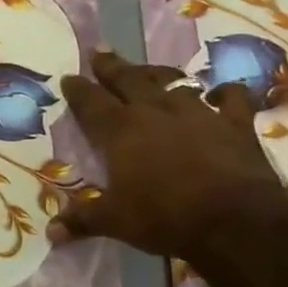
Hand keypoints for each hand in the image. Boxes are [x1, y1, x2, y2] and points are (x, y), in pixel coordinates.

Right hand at [49, 49, 287, 261]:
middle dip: (111, 67)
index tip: (68, 77)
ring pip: (173, 83)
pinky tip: (218, 94)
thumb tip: (51, 233)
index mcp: (120, 131)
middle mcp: (156, 112)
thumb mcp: (114, 221)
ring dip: (158, 75)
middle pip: (129, 80)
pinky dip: (224, 93)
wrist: (236, 221)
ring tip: (147, 71)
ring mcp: (199, 114)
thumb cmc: (164, 217)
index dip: (78, 89)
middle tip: (100, 53)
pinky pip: (232, 98)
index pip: (91, 102)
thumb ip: (82, 219)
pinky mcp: (236, 124)